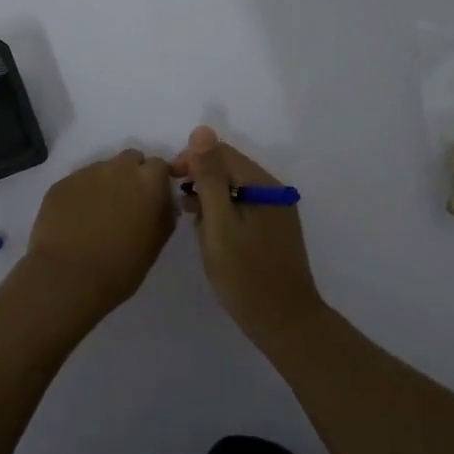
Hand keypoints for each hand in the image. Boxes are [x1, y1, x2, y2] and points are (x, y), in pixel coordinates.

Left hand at [25, 149, 176, 319]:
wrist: (69, 277)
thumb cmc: (122, 266)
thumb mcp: (157, 242)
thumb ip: (164, 214)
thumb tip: (163, 202)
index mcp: (149, 181)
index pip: (159, 166)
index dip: (157, 181)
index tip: (153, 199)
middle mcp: (119, 168)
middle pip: (130, 159)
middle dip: (132, 175)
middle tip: (126, 203)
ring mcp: (87, 173)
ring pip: (102, 170)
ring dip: (105, 184)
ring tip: (97, 214)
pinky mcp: (62, 183)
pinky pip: (78, 182)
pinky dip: (81, 195)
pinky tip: (75, 220)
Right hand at [171, 126, 323, 340]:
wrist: (284, 322)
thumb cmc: (245, 274)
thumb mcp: (219, 223)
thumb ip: (209, 177)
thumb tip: (202, 131)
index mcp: (263, 185)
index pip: (221, 153)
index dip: (191, 160)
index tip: (169, 182)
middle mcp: (274, 191)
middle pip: (230, 169)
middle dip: (200, 180)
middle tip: (180, 208)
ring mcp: (277, 211)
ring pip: (235, 189)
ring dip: (211, 198)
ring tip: (193, 222)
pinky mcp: (275, 230)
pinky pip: (244, 208)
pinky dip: (224, 213)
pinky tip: (212, 234)